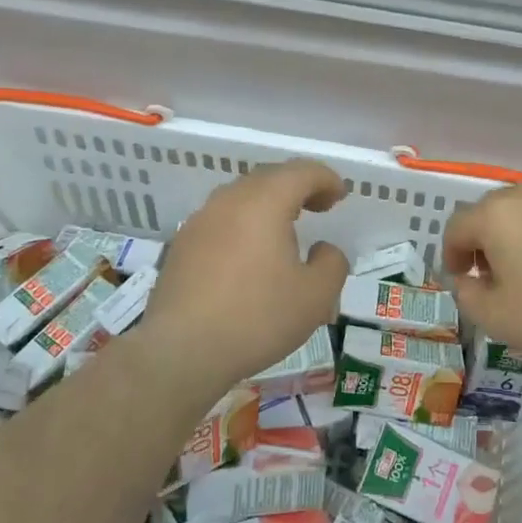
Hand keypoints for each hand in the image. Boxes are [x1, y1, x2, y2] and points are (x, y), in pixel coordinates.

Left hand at [139, 160, 348, 392]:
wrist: (181, 351)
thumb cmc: (256, 318)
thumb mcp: (316, 297)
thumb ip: (332, 263)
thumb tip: (322, 249)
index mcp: (265, 202)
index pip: (302, 171)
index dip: (326, 178)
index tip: (340, 196)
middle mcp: (229, 200)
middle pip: (269, 177)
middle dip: (298, 187)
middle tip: (319, 207)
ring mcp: (200, 221)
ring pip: (241, 197)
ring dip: (268, 204)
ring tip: (285, 229)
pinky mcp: (182, 245)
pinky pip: (221, 220)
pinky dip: (243, 224)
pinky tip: (249, 255)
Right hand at [442, 179, 521, 359]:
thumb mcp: (499, 319)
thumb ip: (467, 297)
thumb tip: (465, 280)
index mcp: (494, 215)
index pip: (456, 227)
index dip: (451, 254)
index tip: (461, 279)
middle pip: (490, 212)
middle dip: (485, 242)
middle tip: (495, 277)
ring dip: (519, 234)